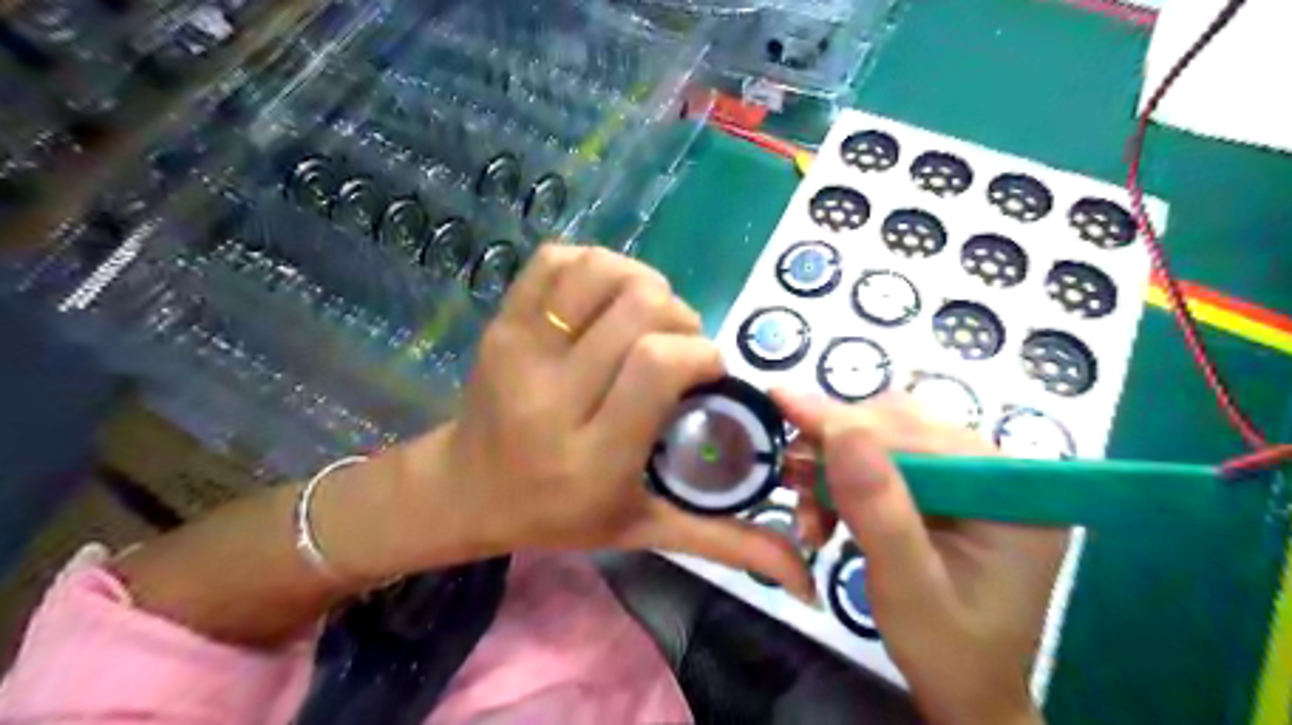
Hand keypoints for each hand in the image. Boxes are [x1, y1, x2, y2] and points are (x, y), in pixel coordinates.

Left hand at [399, 247, 810, 598]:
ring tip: (645, 316)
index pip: (658, 365)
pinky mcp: (500, 322)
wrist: (467, 490)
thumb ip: (724, 542)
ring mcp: (518, 350)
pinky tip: (604, 298)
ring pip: (599, 272)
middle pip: (637, 307)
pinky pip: (555, 259)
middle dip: (679, 315)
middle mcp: (551, 395)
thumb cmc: (560, 513)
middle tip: (678, 344)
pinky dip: (593, 264)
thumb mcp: (642, 530)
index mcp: (591, 454)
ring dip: (640, 282)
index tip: (707, 369)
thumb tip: (805, 574)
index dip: (699, 352)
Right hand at [775, 391, 1057, 724]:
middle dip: (837, 446)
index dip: (846, 422)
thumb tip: (841, 429)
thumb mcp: (907, 588)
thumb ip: (878, 510)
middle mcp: (998, 473)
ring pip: (886, 437)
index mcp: (1012, 494)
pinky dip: (844, 478)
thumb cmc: (946, 653)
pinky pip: (883, 460)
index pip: (919, 435)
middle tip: (788, 472)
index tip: (782, 402)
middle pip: (902, 426)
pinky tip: (824, 509)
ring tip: (808, 508)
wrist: (965, 690)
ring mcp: (971, 478)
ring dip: (836, 462)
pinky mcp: (945, 489)